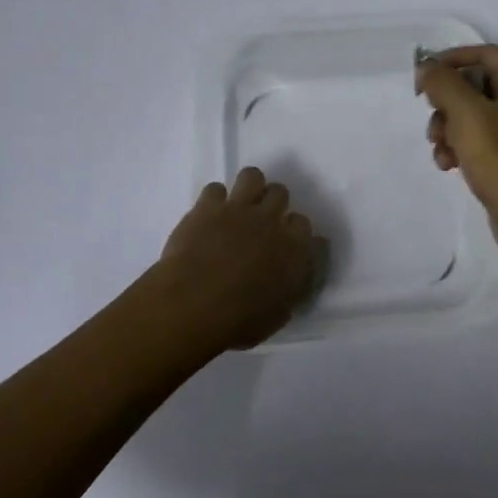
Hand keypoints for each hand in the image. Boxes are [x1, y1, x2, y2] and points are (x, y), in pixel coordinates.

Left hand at [150, 167, 327, 351]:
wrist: (192, 304)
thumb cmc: (237, 321)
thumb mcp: (275, 317)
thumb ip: (289, 292)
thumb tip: (292, 283)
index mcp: (293, 249)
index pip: (305, 224)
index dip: (294, 232)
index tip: (285, 244)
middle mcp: (270, 221)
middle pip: (281, 192)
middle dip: (272, 204)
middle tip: (260, 222)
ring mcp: (238, 209)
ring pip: (252, 176)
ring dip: (248, 188)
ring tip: (238, 206)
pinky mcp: (208, 206)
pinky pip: (215, 188)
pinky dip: (213, 201)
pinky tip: (208, 216)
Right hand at [419, 44, 497, 269]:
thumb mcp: (469, 117)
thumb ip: (444, 85)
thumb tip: (427, 66)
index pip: (485, 53)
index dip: (452, 58)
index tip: (424, 76)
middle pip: (475, 86)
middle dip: (447, 102)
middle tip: (432, 121)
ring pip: (473, 118)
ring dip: (448, 129)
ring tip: (440, 150)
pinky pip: (479, 144)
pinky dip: (460, 149)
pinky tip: (448, 166)